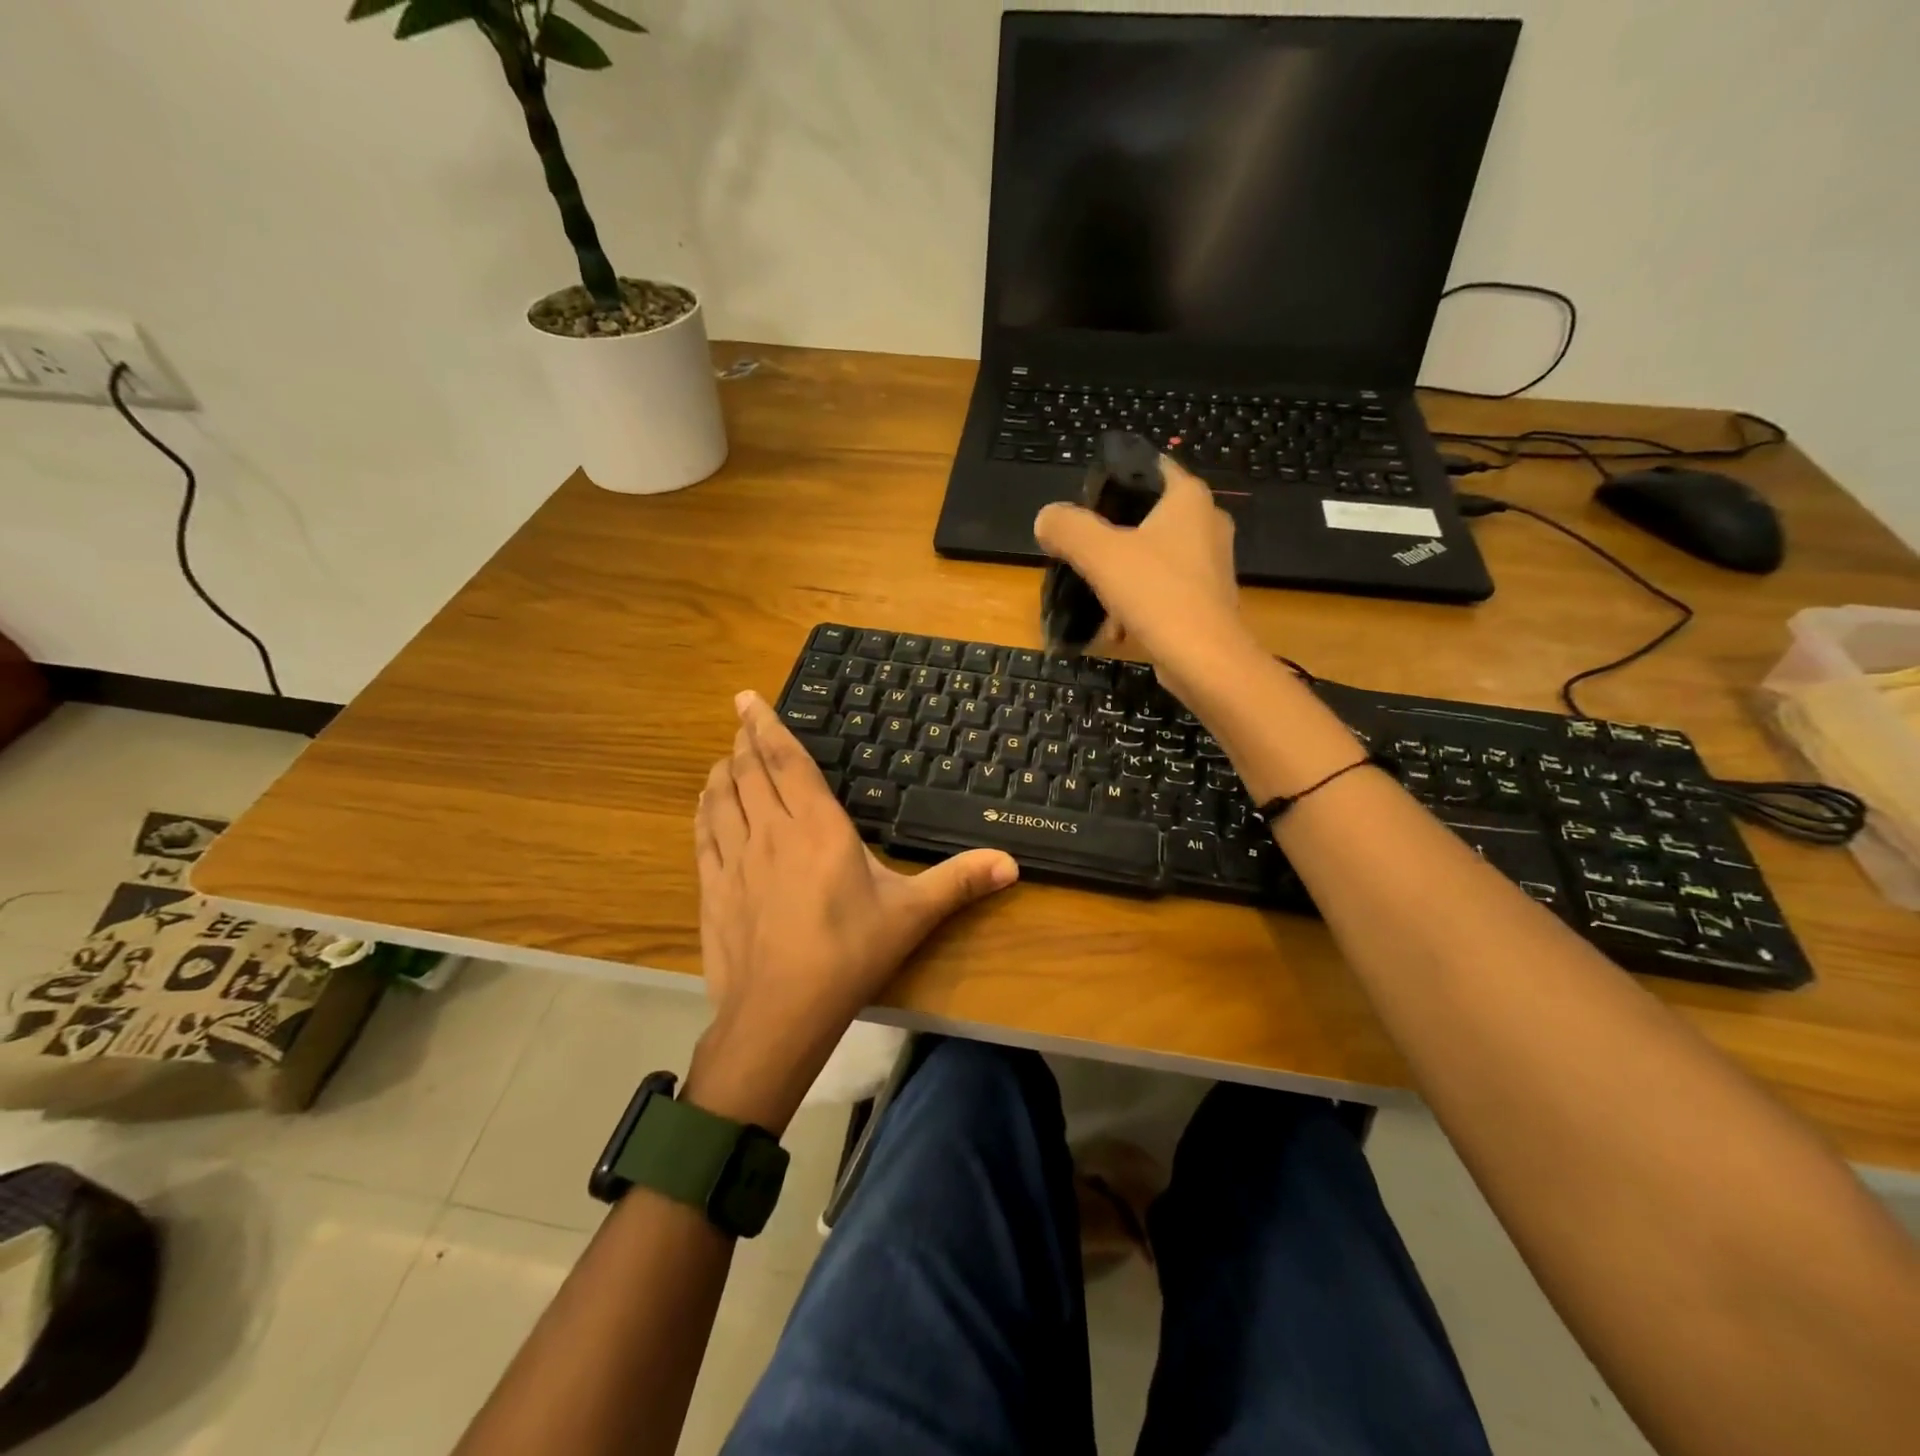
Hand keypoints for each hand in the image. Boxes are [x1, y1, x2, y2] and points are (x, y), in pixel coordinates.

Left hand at [687, 692, 1017, 1128]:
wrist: (780, 1012)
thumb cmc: (850, 953)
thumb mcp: (912, 914)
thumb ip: (959, 882)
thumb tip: (1013, 863)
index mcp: (818, 826)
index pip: (789, 762)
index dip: (768, 726)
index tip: (749, 698)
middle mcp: (771, 830)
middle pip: (750, 771)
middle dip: (745, 739)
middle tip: (741, 717)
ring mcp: (735, 858)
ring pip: (722, 797)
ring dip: (724, 770)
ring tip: (727, 755)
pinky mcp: (712, 887)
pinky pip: (703, 834)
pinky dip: (704, 809)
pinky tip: (706, 803)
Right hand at [1033, 455, 1259, 708]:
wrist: (1204, 660)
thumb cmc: (1156, 593)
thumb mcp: (1099, 554)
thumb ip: (1068, 528)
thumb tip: (1046, 519)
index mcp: (1189, 498)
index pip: (1149, 467)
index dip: (1114, 477)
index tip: (1083, 500)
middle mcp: (1207, 523)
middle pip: (1146, 517)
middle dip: (1111, 536)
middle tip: (1080, 551)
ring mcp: (1210, 564)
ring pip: (1152, 558)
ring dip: (1121, 577)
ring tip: (1095, 599)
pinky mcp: (1207, 600)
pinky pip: (1163, 590)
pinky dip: (1138, 604)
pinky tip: (1118, 628)